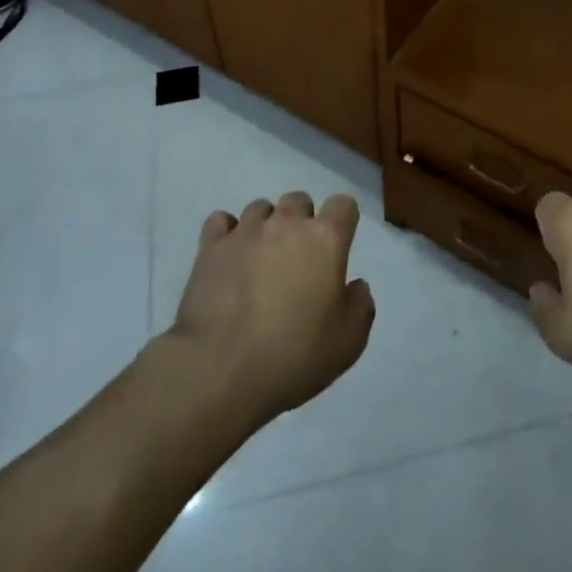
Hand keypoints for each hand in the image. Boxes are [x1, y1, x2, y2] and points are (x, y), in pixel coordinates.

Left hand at [167, 191, 375, 427]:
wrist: (221, 371)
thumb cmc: (294, 356)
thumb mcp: (349, 343)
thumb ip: (360, 305)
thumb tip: (355, 285)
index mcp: (325, 239)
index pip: (343, 204)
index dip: (344, 221)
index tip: (339, 246)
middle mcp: (287, 223)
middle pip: (299, 200)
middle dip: (302, 221)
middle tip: (299, 258)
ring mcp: (246, 231)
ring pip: (261, 208)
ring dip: (266, 226)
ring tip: (262, 259)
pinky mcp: (211, 247)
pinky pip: (221, 221)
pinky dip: (227, 233)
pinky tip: (230, 255)